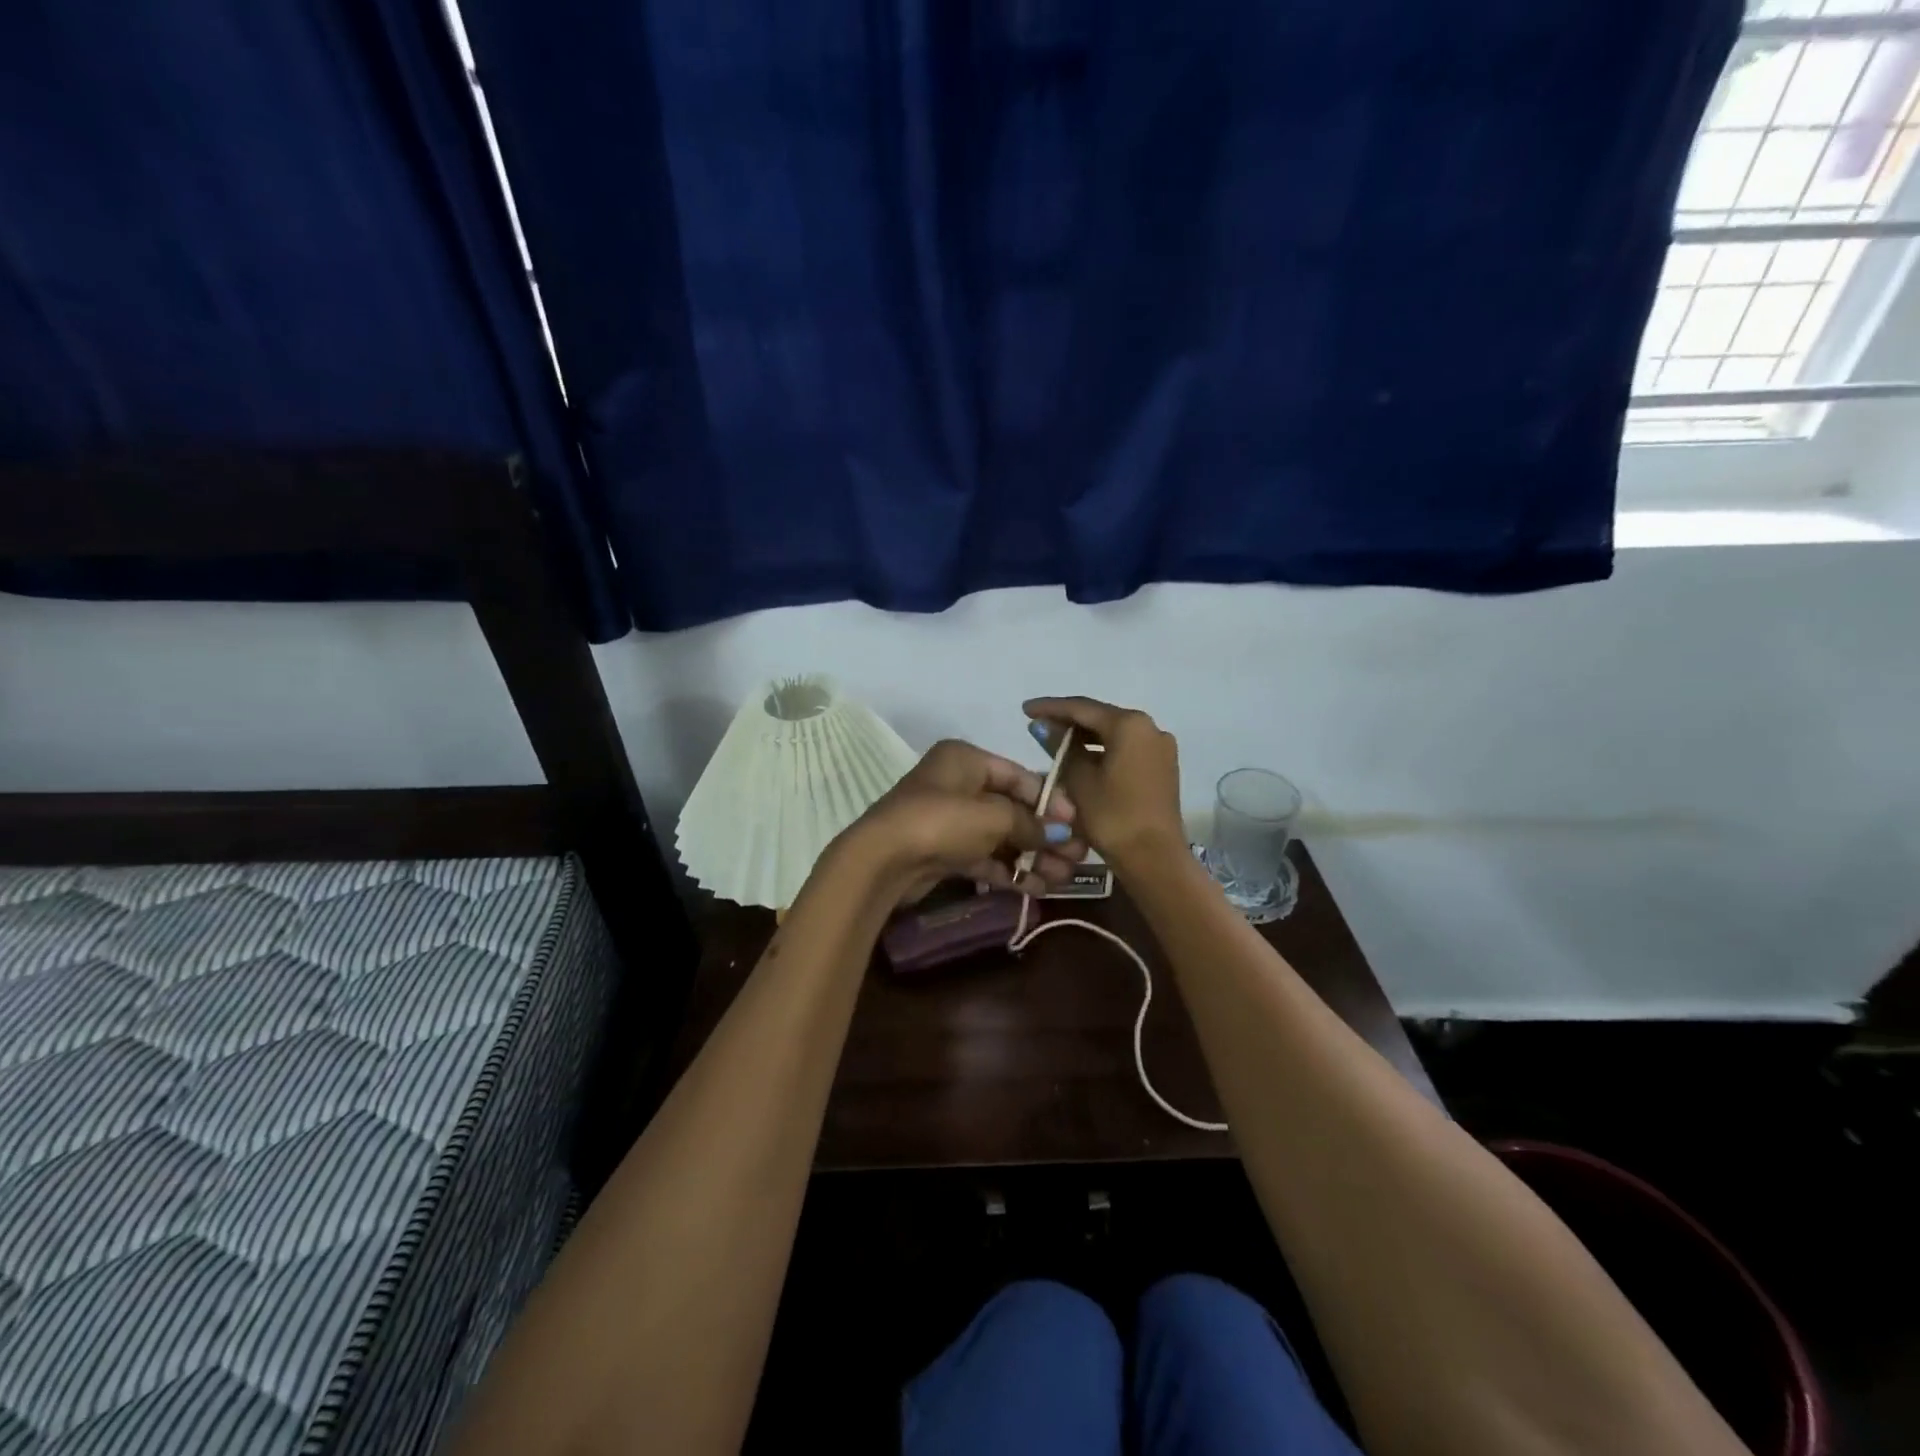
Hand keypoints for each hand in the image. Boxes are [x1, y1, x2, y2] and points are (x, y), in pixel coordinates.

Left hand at [834, 739, 1086, 905]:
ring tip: (1065, 878)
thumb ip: (1031, 824)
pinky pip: (985, 858)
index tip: (1078, 824)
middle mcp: (958, 785)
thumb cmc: (942, 822)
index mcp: (966, 760)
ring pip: (1001, 836)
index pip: (1019, 776)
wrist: (883, 861)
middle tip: (1079, 857)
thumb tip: (1062, 835)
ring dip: (1033, 856)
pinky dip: (1009, 870)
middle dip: (1046, 834)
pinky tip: (1038, 887)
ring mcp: (949, 820)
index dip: (1051, 800)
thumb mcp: (994, 817)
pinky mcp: (944, 852)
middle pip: (1012, 808)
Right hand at [1022, 697, 1184, 866]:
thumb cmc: (1112, 817)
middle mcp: (1149, 727)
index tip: (1025, 710)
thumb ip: (1060, 748)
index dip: (1050, 707)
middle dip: (1068, 721)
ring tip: (1055, 742)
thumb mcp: (1078, 780)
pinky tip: (1081, 758)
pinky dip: (1102, 750)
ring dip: (1085, 737)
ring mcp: (1160, 747)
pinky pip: (1126, 749)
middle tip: (1037, 726)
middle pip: (1100, 717)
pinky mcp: (1162, 767)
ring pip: (1114, 733)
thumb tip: (1043, 726)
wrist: (1154, 858)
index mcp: (1129, 725)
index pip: (1082, 708)